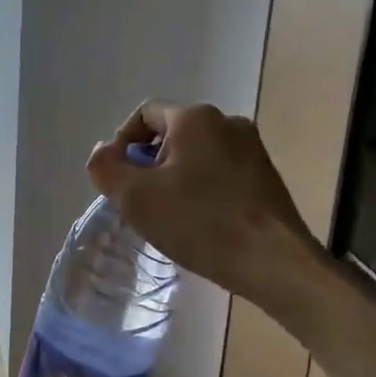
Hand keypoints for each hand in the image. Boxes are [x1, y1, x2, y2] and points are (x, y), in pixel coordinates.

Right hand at [86, 101, 320, 296]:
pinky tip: (199, 222)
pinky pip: (220, 173)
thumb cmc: (199, 222)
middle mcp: (227, 122)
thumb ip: (106, 168)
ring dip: (174, 179)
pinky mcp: (267, 177)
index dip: (122, 144)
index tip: (119, 180)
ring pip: (196, 155)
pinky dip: (201, 190)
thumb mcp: (135, 197)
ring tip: (168, 216)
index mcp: (194, 117)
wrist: (273, 261)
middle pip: (171, 135)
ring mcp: (252, 149)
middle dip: (148, 165)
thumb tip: (103, 151)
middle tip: (140, 202)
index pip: (144, 115)